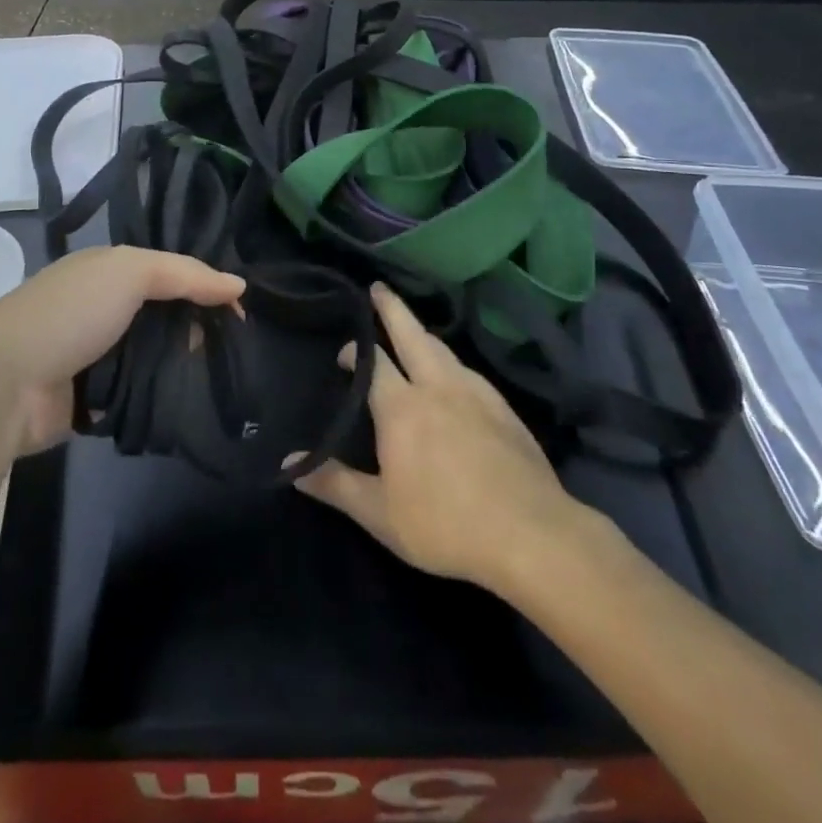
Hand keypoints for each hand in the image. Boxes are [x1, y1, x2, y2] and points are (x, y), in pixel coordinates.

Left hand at [0, 247, 243, 456]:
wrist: (4, 384)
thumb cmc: (70, 313)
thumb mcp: (130, 273)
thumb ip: (185, 274)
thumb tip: (238, 285)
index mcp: (109, 270)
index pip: (170, 271)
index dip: (206, 286)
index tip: (241, 311)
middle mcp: (104, 307)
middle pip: (166, 314)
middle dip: (198, 327)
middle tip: (234, 347)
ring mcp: (98, 354)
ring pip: (157, 354)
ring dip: (182, 364)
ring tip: (220, 376)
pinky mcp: (95, 398)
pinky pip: (141, 391)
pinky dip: (161, 394)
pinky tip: (192, 400)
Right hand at [291, 284, 602, 596]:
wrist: (532, 535)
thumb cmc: (445, 524)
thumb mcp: (380, 514)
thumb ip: (334, 483)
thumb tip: (289, 462)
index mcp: (402, 406)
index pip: (372, 362)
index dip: (355, 352)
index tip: (343, 353)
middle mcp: (437, 386)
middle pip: (410, 334)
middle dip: (391, 308)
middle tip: (378, 288)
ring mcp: (475, 393)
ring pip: (442, 348)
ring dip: (421, 332)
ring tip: (411, 328)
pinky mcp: (503, 408)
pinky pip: (467, 370)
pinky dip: (449, 359)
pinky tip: (453, 375)